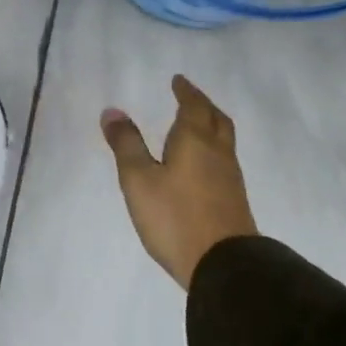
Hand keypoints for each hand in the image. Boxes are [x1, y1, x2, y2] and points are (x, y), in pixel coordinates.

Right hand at [100, 75, 256, 289]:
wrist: (224, 265)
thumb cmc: (175, 216)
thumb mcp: (139, 179)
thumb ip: (126, 144)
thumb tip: (113, 111)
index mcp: (195, 141)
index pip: (193, 106)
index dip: (186, 92)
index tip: (178, 81)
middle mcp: (217, 153)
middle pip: (216, 119)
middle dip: (203, 105)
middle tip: (190, 97)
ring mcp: (230, 178)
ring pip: (223, 140)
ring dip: (210, 126)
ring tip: (195, 125)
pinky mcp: (233, 199)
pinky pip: (223, 160)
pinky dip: (212, 149)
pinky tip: (201, 162)